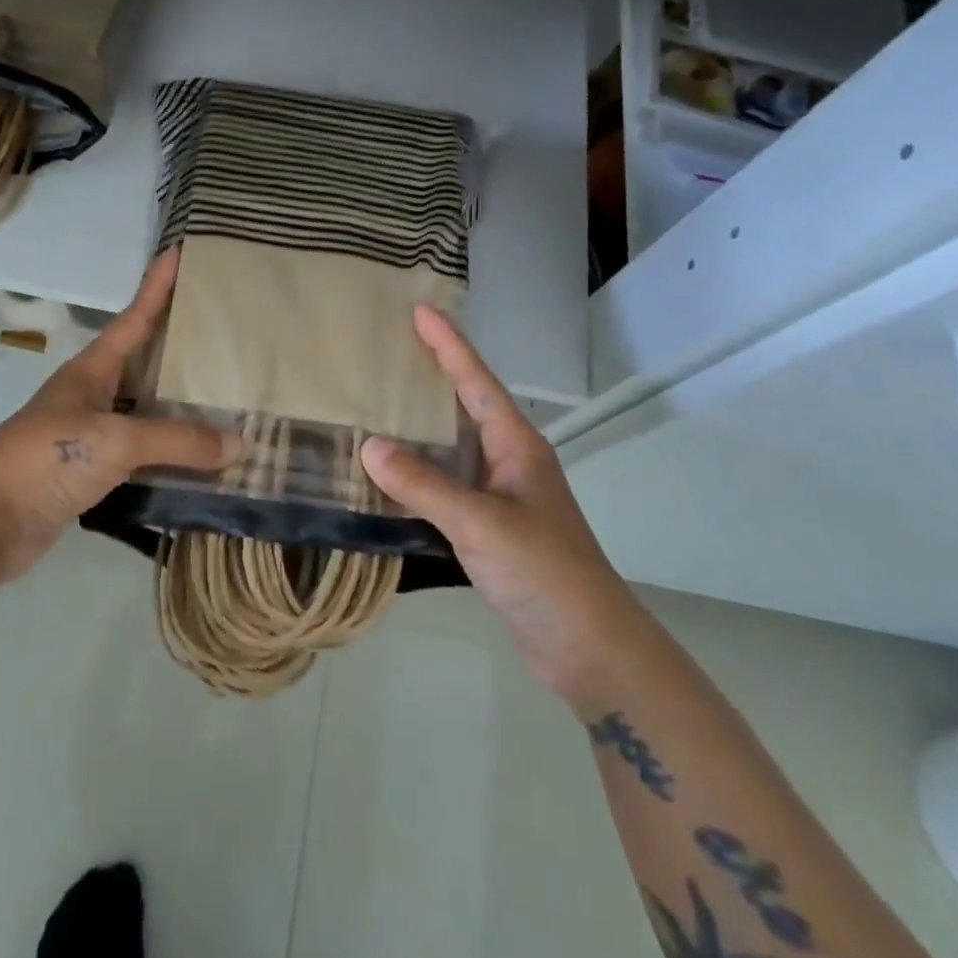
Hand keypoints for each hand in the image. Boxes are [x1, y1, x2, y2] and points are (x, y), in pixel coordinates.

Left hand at [0, 248, 237, 583]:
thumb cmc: (45, 458)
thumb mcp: (115, 440)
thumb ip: (177, 439)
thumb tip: (239, 442)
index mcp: (92, 371)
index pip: (133, 318)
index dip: (157, 287)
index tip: (179, 252)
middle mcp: (93, 396)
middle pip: (145, 363)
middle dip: (180, 347)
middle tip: (225, 333)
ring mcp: (91, 436)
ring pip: (147, 412)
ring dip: (181, 409)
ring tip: (227, 397)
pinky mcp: (91, 475)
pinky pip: (142, 456)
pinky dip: (171, 456)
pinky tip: (201, 459)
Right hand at [360, 306, 649, 706]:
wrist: (588, 648)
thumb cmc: (544, 572)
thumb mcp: (481, 523)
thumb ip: (424, 486)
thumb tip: (370, 447)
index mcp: (516, 446)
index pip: (476, 381)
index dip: (449, 344)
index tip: (420, 310)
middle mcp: (509, 462)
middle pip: (464, 406)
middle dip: (432, 375)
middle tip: (389, 350)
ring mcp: (500, 497)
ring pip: (452, 448)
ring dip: (419, 428)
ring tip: (378, 404)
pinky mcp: (490, 529)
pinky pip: (445, 487)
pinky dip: (416, 476)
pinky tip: (388, 477)